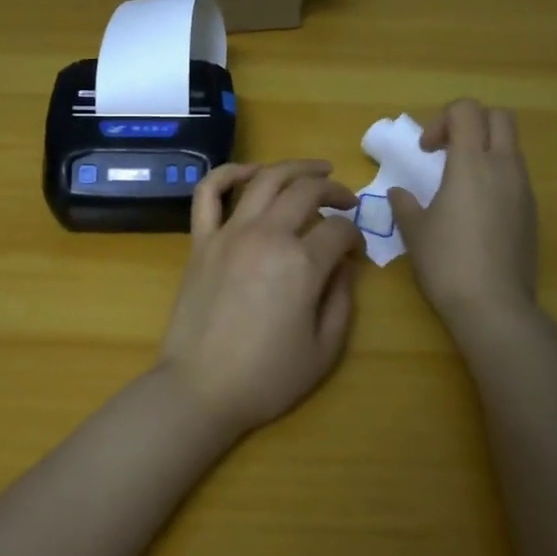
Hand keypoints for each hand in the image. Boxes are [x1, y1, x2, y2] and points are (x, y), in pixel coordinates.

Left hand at [157, 160, 363, 437]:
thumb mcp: (324, 350)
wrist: (200, 388)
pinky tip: (250, 172)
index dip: (355, 236)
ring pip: (265, 179)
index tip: (356, 252)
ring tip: (315, 169)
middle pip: (307, 191)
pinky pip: (209, 193)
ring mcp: (230, 233)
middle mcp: (268, 235)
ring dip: (295, 167)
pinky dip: (229, 173)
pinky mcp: (201, 240)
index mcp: (302, 263)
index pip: (339, 230)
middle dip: (335, 190)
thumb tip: (347, 264)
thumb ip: (343, 299)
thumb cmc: (267, 377)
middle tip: (347, 200)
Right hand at [387, 99, 538, 335]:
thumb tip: (399, 193)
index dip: (442, 120)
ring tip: (458, 182)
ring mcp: (523, 190)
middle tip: (446, 152)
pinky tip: (475, 210)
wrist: (494, 306)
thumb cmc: (446, 262)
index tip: (427, 151)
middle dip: (471, 123)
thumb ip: (404, 204)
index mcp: (472, 164)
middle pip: (499, 117)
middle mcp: (504, 168)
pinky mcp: (532, 213)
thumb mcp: (414, 230)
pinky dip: (495, 176)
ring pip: (510, 146)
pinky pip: (516, 176)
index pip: (466, 110)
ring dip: (484, 150)